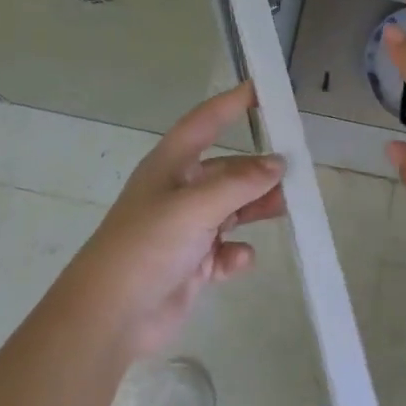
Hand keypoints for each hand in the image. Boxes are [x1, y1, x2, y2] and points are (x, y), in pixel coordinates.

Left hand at [69, 82, 285, 358]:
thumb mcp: (195, 207)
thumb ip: (240, 184)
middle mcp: (179, 192)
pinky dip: (236, 253)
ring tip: (286, 207)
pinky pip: (225, 251)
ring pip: (232, 209)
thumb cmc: (147, 246)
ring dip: (256, 207)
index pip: (204, 122)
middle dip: (257, 170)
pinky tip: (240, 260)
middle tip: (295, 172)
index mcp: (171, 166)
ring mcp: (186, 230)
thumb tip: (278, 164)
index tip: (263, 88)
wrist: (110, 316)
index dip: (231, 104)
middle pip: (227, 170)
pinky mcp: (192, 264)